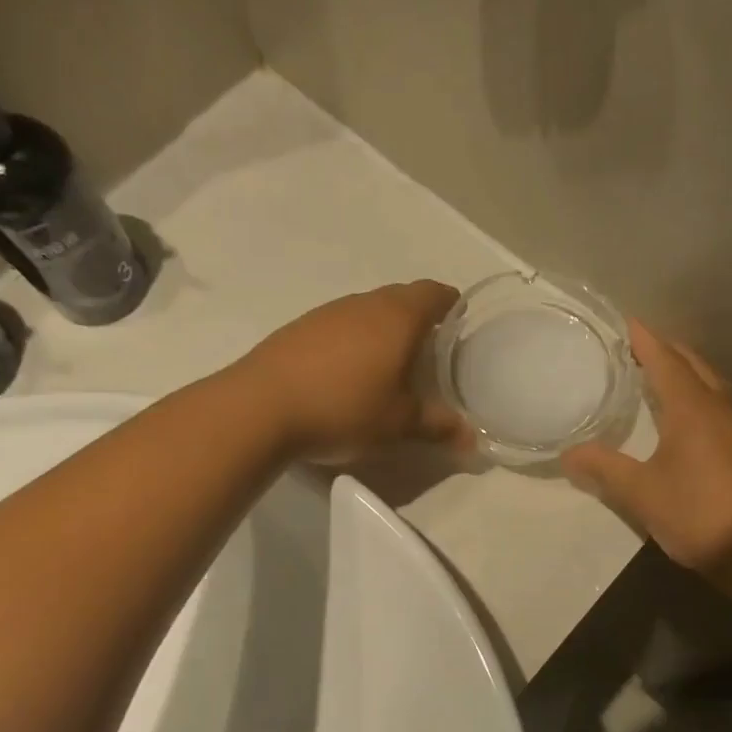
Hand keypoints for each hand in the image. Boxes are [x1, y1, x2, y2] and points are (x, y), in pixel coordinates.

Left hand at [243, 281, 466, 461]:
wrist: (260, 407)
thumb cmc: (345, 408)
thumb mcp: (399, 424)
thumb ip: (439, 426)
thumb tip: (471, 438)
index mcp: (398, 317)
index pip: (434, 293)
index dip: (451, 304)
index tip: (459, 323)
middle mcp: (364, 304)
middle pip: (402, 297)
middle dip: (420, 318)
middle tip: (431, 350)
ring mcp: (327, 312)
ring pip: (368, 310)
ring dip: (383, 329)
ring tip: (390, 363)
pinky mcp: (299, 328)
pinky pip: (340, 325)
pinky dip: (354, 340)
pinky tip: (347, 372)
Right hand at [561, 321, 731, 571]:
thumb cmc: (697, 512)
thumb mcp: (640, 493)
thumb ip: (603, 469)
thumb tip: (568, 454)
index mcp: (693, 407)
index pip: (665, 360)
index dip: (645, 340)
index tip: (627, 322)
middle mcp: (721, 406)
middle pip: (693, 365)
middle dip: (666, 351)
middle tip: (637, 348)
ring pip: (711, 384)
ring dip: (685, 373)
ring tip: (658, 378)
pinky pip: (720, 405)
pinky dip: (699, 397)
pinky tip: (687, 417)